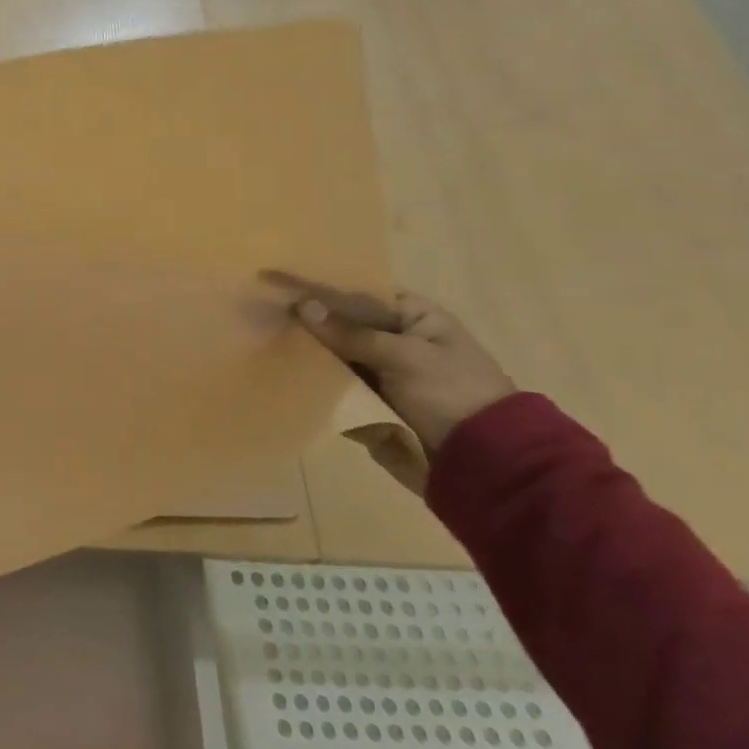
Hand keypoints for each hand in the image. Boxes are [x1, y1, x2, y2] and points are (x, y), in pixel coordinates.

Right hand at [264, 272, 514, 492]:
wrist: (485, 464)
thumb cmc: (453, 394)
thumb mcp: (405, 356)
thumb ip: (351, 333)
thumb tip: (302, 306)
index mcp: (414, 318)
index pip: (360, 294)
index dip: (323, 289)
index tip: (280, 285)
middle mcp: (395, 341)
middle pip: (343, 325)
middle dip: (309, 323)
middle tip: (263, 314)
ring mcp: (381, 374)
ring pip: (335, 357)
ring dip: (308, 354)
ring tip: (264, 342)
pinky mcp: (370, 403)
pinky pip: (336, 387)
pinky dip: (315, 383)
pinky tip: (282, 375)